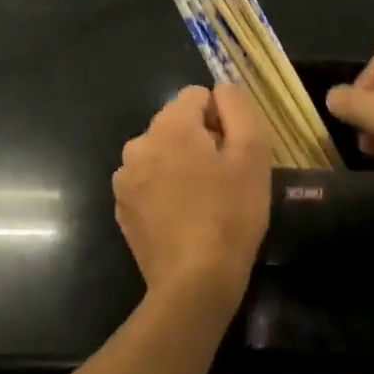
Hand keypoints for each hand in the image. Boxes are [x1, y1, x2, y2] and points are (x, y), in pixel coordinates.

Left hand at [114, 84, 270, 305]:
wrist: (194, 282)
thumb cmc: (230, 214)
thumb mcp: (252, 154)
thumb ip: (238, 108)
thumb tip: (222, 90)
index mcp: (169, 126)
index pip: (196, 95)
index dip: (221, 118)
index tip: (233, 152)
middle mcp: (138, 144)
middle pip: (176, 124)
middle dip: (199, 141)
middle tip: (223, 178)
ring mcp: (124, 178)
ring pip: (161, 153)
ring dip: (180, 165)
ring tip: (204, 200)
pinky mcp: (122, 207)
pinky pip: (148, 182)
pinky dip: (165, 190)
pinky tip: (184, 218)